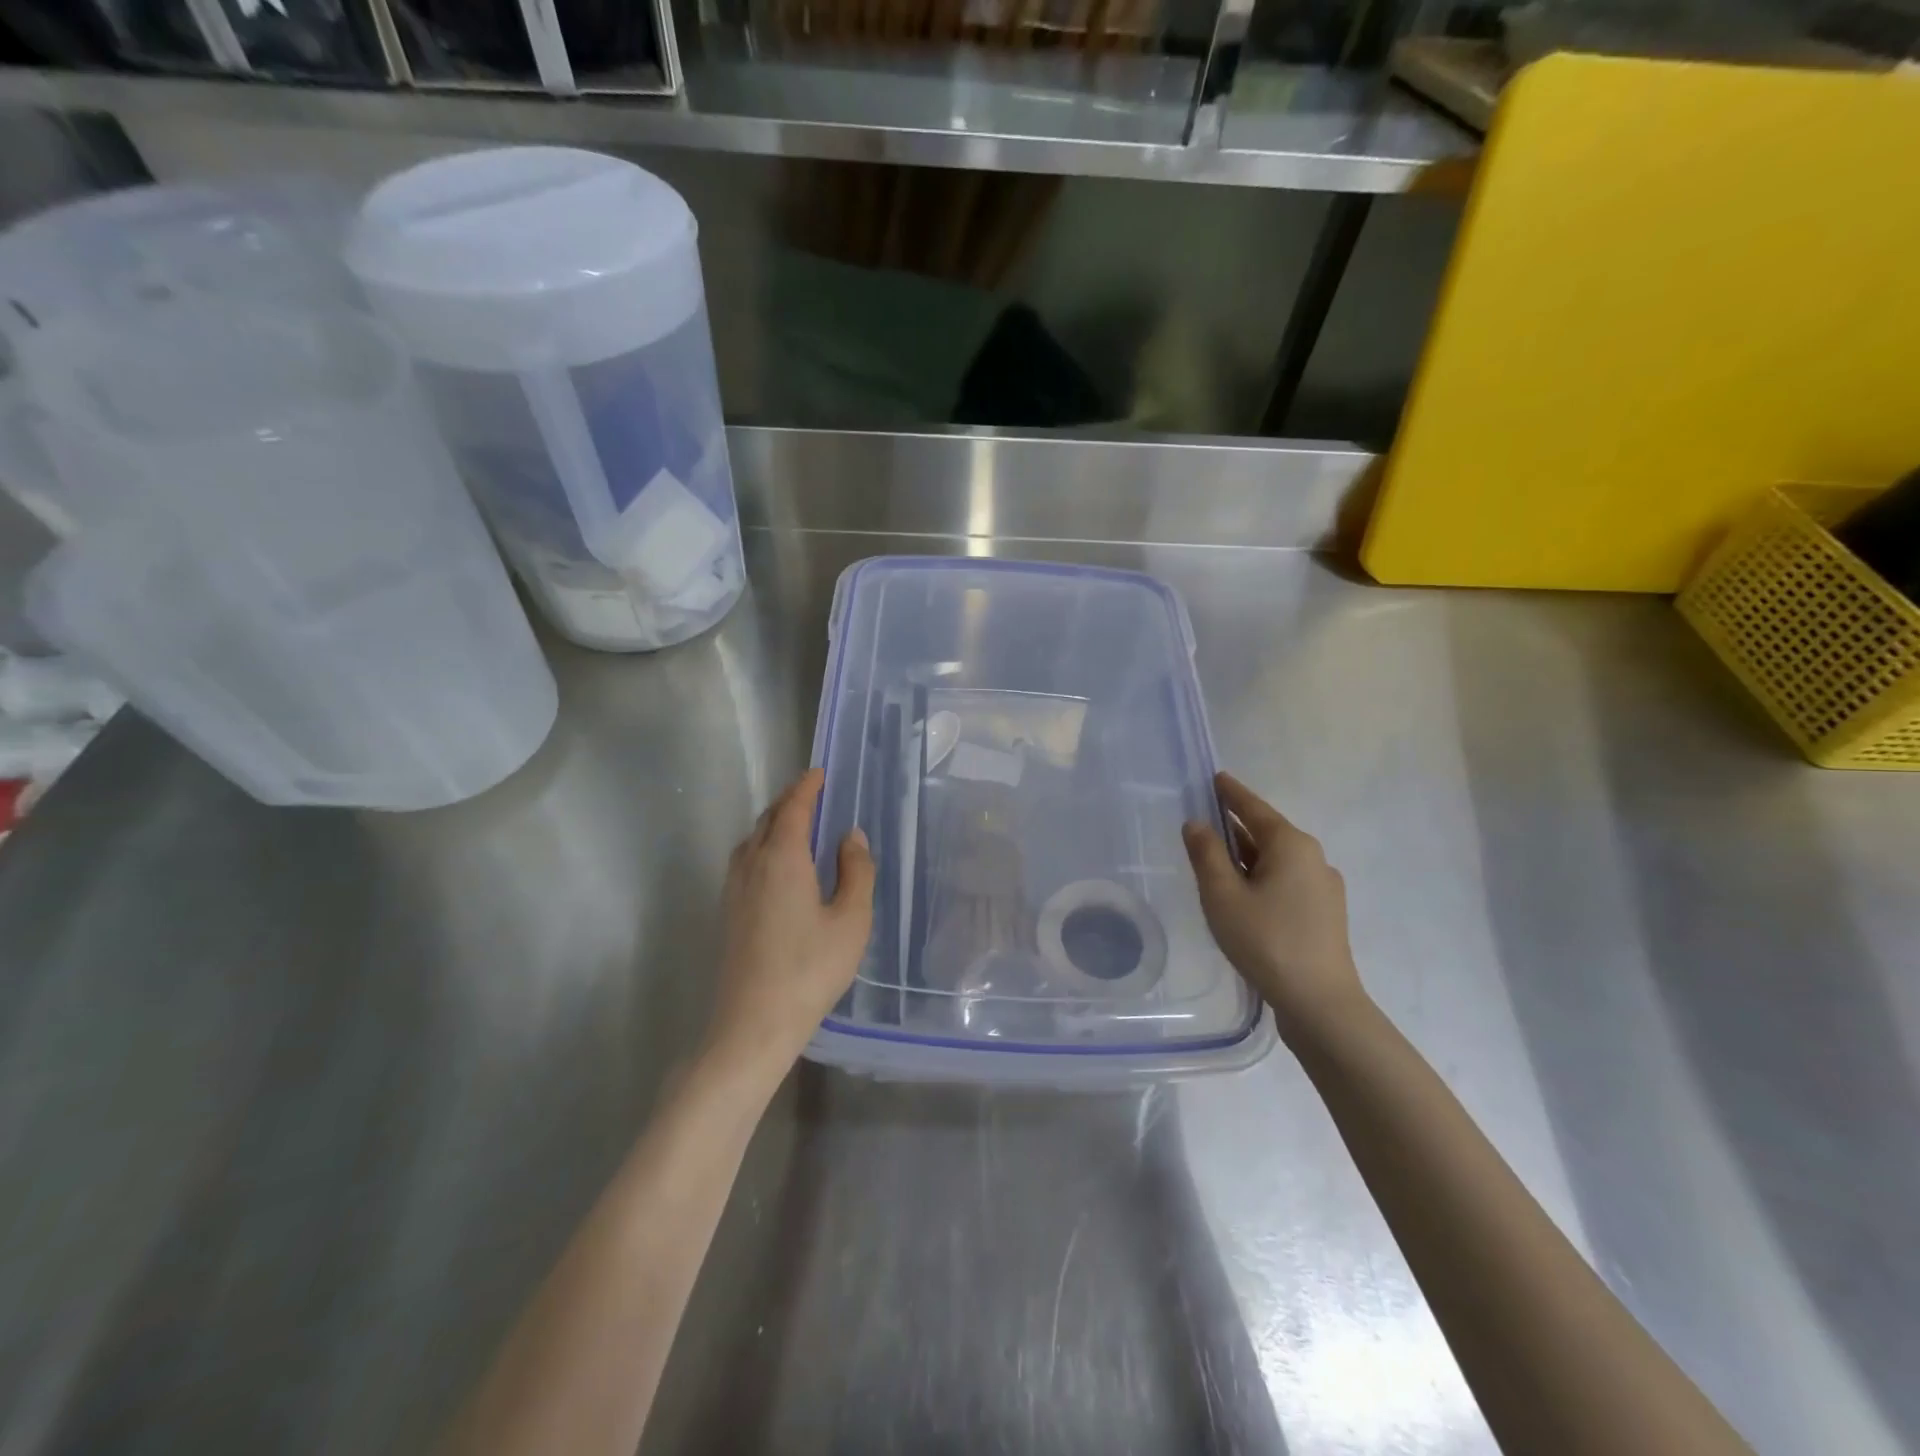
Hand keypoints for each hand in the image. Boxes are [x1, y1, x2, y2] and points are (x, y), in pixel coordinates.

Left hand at [708, 768, 874, 1076]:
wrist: (752, 1023)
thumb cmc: (810, 969)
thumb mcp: (851, 919)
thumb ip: (856, 871)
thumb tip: (850, 836)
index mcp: (782, 857)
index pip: (793, 808)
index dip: (807, 787)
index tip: (820, 773)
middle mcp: (751, 864)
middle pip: (768, 819)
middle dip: (789, 801)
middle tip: (812, 794)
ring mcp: (733, 889)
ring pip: (752, 840)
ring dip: (773, 823)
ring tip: (797, 825)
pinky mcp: (728, 911)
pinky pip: (745, 860)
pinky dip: (763, 846)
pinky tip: (777, 866)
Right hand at [1183, 772, 1366, 1038]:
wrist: (1319, 1002)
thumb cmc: (1266, 940)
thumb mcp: (1223, 895)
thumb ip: (1207, 854)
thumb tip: (1197, 823)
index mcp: (1290, 845)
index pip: (1254, 808)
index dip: (1231, 793)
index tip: (1216, 777)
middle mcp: (1312, 858)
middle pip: (1267, 832)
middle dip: (1236, 826)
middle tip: (1206, 819)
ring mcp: (1323, 887)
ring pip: (1276, 860)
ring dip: (1248, 856)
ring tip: (1218, 859)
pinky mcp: (1325, 913)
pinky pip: (1286, 881)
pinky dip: (1261, 877)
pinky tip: (1244, 896)